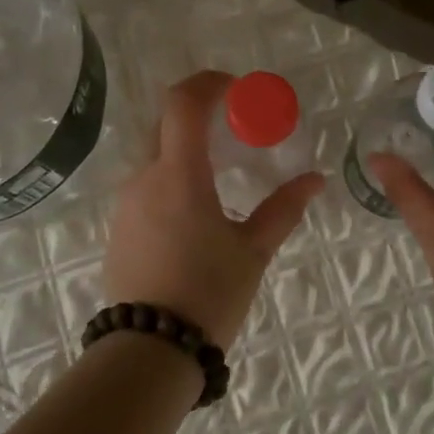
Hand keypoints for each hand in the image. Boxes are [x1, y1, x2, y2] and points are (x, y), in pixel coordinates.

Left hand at [104, 71, 324, 349]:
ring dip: (185, 151)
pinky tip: (194, 212)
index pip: (183, 103)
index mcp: (179, 175)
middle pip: (166, 125)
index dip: (208, 83)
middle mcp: (145, 178)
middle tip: (233, 130)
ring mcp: (126, 203)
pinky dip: (170, 180)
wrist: (150, 350)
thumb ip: (283, 209)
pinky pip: (146, 187)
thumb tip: (315, 180)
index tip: (236, 87)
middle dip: (198, 117)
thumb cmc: (208, 294)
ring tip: (219, 177)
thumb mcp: (252, 251)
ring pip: (155, 157)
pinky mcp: (119, 227)